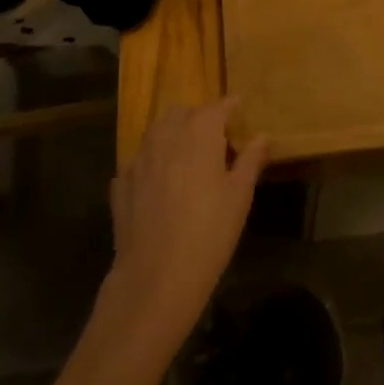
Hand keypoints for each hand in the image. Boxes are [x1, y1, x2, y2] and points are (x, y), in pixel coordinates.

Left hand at [105, 100, 268, 348]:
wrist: (155, 277)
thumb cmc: (209, 233)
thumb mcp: (239, 196)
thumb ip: (250, 160)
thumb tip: (263, 136)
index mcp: (199, 133)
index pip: (217, 107)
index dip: (230, 107)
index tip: (240, 109)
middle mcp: (166, 136)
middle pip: (183, 113)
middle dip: (199, 118)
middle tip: (215, 138)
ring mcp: (139, 158)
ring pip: (157, 131)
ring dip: (173, 134)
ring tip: (187, 156)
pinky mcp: (120, 182)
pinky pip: (140, 160)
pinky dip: (153, 161)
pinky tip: (161, 183)